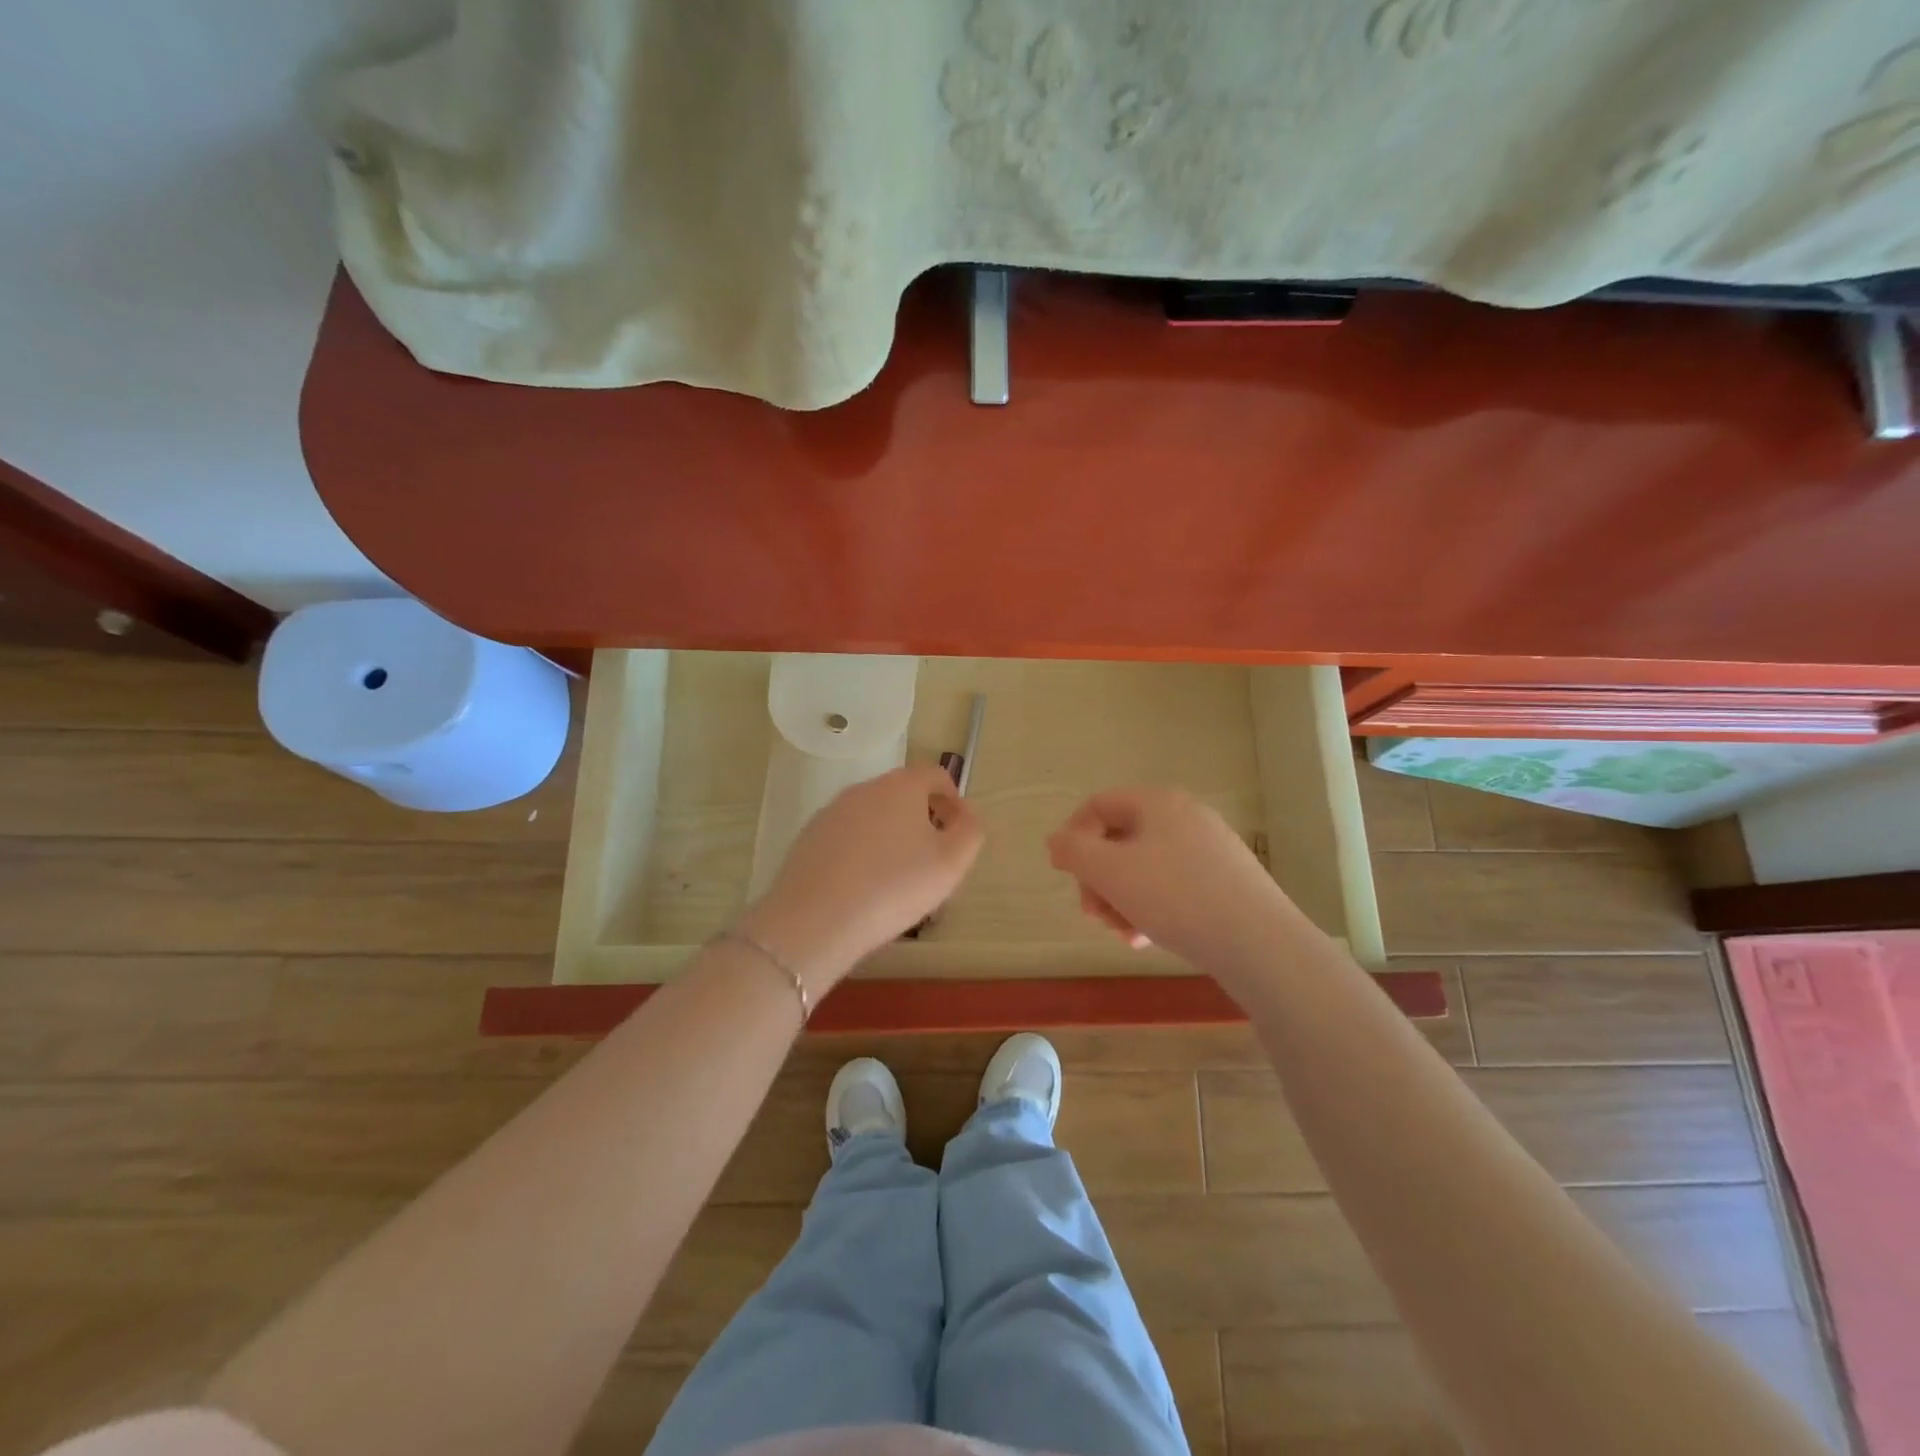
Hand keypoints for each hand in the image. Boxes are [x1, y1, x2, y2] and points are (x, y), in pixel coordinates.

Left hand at [740, 765, 983, 993]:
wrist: (815, 920)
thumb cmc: (893, 887)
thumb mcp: (951, 862)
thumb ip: (970, 830)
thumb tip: (965, 813)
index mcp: (901, 785)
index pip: (936, 776)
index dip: (954, 801)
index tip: (959, 834)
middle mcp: (864, 789)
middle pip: (903, 794)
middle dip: (923, 821)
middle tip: (932, 862)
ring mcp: (832, 812)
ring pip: (874, 817)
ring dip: (891, 838)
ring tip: (897, 881)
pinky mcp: (809, 838)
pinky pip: (847, 838)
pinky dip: (862, 853)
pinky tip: (863, 889)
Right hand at [1047, 786, 1302, 980]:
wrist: (1259, 943)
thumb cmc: (1176, 897)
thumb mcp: (1111, 872)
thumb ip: (1073, 851)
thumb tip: (1056, 840)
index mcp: (1158, 803)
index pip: (1099, 805)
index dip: (1073, 836)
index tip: (1064, 874)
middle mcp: (1186, 817)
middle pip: (1120, 839)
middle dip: (1099, 878)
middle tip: (1094, 914)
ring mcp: (1210, 849)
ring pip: (1145, 868)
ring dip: (1122, 899)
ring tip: (1123, 933)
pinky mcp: (1226, 880)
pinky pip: (1173, 886)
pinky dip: (1151, 908)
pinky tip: (1148, 938)